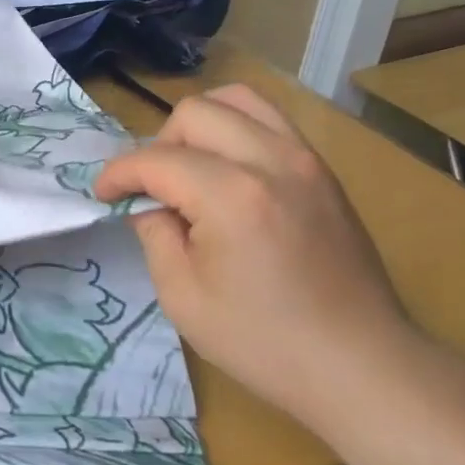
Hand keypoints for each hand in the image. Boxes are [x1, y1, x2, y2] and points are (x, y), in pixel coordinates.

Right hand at [94, 84, 421, 431]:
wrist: (361, 365)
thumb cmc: (265, 342)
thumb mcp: (184, 298)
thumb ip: (155, 234)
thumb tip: (149, 202)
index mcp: (231, 196)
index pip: (157, 159)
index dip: (119, 173)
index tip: (103, 193)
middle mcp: (270, 160)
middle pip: (194, 112)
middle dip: (158, 144)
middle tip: (152, 188)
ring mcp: (304, 158)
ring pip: (236, 98)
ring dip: (199, 124)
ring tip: (191, 165)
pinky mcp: (322, 169)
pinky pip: (270, 119)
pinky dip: (236, 127)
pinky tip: (228, 169)